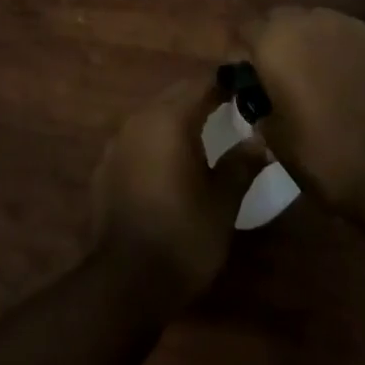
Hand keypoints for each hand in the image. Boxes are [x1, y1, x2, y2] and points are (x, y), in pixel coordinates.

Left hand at [91, 76, 266, 308]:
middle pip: (176, 94)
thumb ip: (241, 164)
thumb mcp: (223, 202)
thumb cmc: (183, 236)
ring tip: (204, 132)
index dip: (226, 83)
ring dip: (178, 117)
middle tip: (231, 107)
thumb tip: (258, 141)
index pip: (202, 84)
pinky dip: (158, 139)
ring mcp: (118, 142)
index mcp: (170, 119)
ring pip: (154, 114)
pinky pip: (138, 138)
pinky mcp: (105, 166)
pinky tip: (171, 161)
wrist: (125, 281)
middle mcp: (140, 119)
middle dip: (202, 96)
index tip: (247, 87)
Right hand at [242, 6, 364, 214]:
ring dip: (311, 45)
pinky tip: (353, 85)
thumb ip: (260, 111)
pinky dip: (344, 54)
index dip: (242, 52)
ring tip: (319, 80)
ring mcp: (351, 27)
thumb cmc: (327, 156)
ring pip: (318, 25)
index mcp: (275, 41)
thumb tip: (260, 104)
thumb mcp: (276, 142)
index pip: (245, 29)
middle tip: (281, 78)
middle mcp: (310, 20)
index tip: (246, 78)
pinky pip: (351, 39)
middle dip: (276, 42)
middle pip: (281, 20)